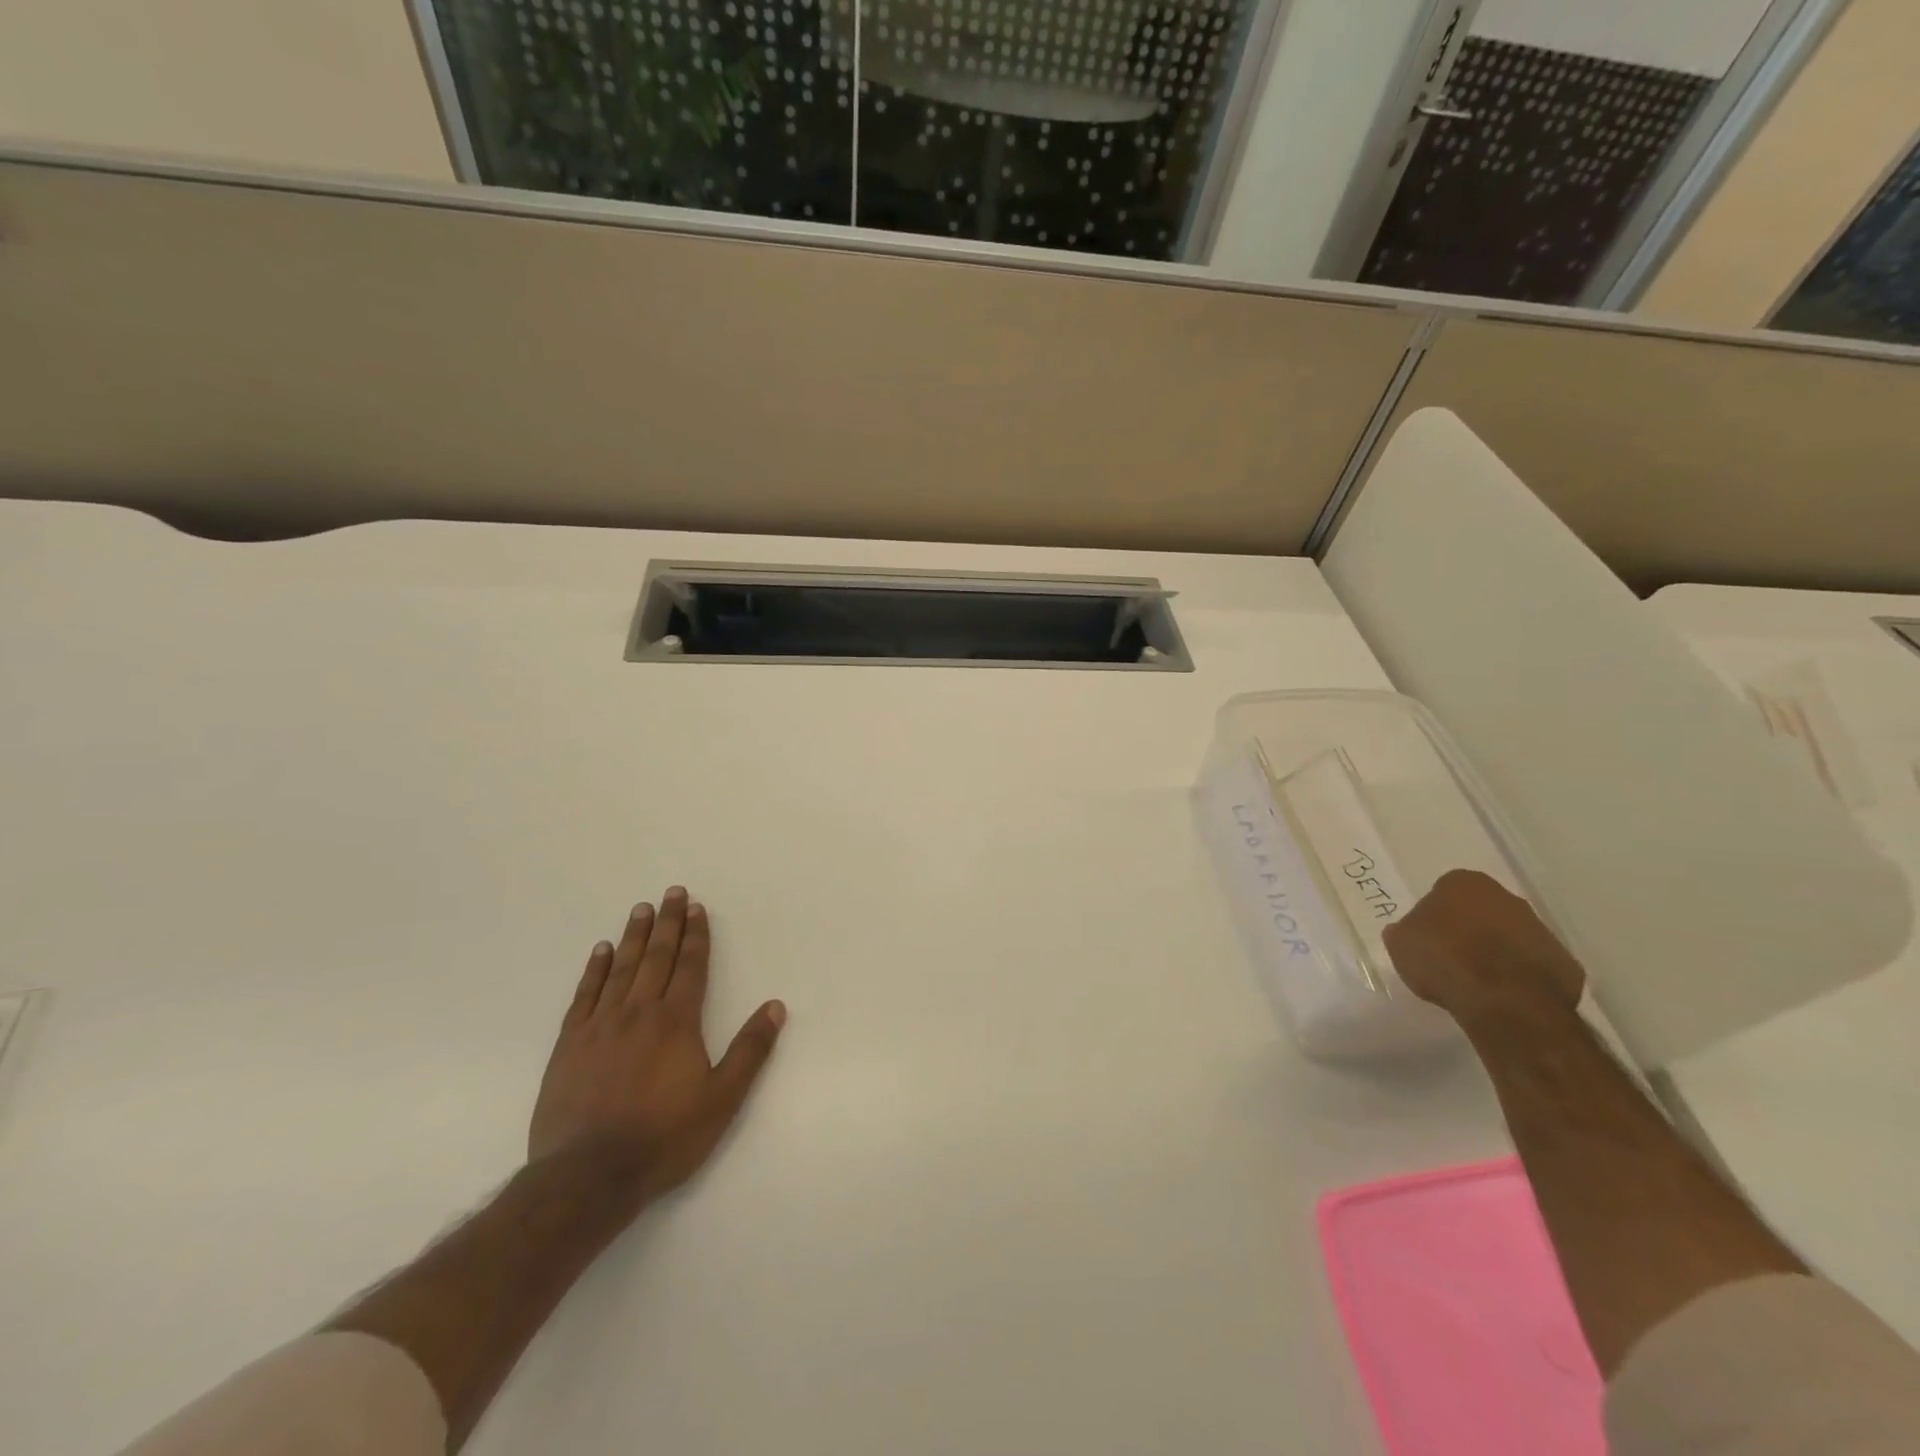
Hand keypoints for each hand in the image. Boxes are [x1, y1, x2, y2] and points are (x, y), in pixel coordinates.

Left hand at [528, 887, 786, 1205]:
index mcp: (677, 1021)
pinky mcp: (570, 1045)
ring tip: (640, 909)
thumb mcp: (722, 1099)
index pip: (690, 967)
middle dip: (668, 923)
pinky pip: (584, 995)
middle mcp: (639, 1012)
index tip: (696, 908)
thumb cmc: (664, 1137)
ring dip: (634, 936)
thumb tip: (775, 1007)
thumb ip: (750, 1050)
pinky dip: (595, 970)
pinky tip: (601, 951)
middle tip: (672, 892)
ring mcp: (600, 1026)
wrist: (587, 1176)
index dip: (696, 936)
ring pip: (621, 969)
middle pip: (657, 957)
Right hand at [1382, 869, 1584, 1025]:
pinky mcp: (1565, 962)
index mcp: (1463, 883)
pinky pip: (1533, 964)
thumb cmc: (1445, 960)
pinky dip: (1520, 975)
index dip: (1435, 915)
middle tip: (1452, 956)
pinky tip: (1504, 994)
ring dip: (1496, 951)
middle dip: (1470, 928)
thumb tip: (1412, 932)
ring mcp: (1540, 929)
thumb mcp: (1401, 944)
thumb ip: (1407, 931)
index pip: (1444, 891)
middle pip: (1482, 910)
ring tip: (1477, 980)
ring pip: (1510, 935)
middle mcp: (1506, 897)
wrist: (1507, 1001)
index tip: (1428, 937)